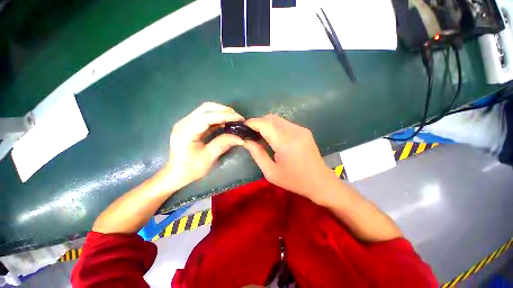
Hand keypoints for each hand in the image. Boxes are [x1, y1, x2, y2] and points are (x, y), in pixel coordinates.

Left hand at [159, 102, 244, 191]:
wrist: (176, 174)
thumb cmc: (190, 169)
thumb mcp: (208, 158)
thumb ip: (223, 144)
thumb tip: (240, 138)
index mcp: (186, 132)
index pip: (207, 117)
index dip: (225, 116)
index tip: (239, 118)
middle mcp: (184, 123)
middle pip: (206, 108)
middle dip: (224, 110)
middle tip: (238, 118)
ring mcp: (186, 123)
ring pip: (206, 110)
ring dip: (221, 112)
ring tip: (234, 119)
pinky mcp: (190, 125)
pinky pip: (205, 116)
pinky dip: (217, 117)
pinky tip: (226, 123)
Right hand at [243, 115, 337, 202]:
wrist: (320, 181)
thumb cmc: (294, 180)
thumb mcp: (271, 172)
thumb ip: (257, 154)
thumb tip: (246, 141)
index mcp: (285, 142)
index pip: (265, 124)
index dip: (252, 123)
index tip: (242, 128)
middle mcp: (294, 131)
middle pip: (271, 118)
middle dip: (258, 123)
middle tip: (251, 133)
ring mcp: (300, 129)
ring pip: (278, 119)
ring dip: (266, 124)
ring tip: (260, 135)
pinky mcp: (304, 130)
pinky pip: (285, 123)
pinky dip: (275, 126)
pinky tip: (273, 137)